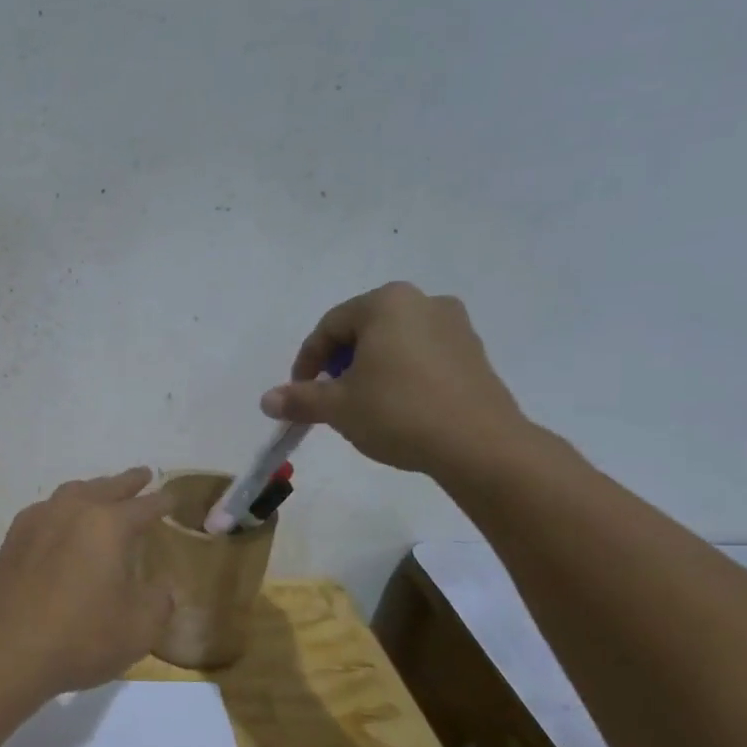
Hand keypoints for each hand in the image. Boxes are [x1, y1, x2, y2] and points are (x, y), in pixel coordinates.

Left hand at [0, 467, 172, 696]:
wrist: (5, 654)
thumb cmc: (80, 639)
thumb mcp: (139, 628)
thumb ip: (159, 600)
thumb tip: (160, 587)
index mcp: (107, 525)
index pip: (144, 506)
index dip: (162, 502)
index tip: (173, 498)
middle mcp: (71, 511)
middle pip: (106, 487)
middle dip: (127, 482)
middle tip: (142, 475)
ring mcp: (37, 521)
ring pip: (72, 493)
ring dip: (93, 490)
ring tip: (103, 493)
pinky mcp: (12, 539)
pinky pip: (46, 510)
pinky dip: (63, 509)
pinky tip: (62, 522)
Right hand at [259, 282, 532, 477]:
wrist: (479, 445)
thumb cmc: (398, 412)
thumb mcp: (338, 407)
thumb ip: (300, 399)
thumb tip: (267, 400)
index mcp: (386, 303)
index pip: (329, 327)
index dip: (307, 361)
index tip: (299, 393)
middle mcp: (423, 302)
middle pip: (363, 330)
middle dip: (339, 363)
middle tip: (329, 398)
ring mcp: (455, 326)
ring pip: (394, 343)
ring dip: (370, 369)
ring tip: (363, 405)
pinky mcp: (474, 353)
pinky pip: (422, 356)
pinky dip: (401, 375)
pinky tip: (398, 407)